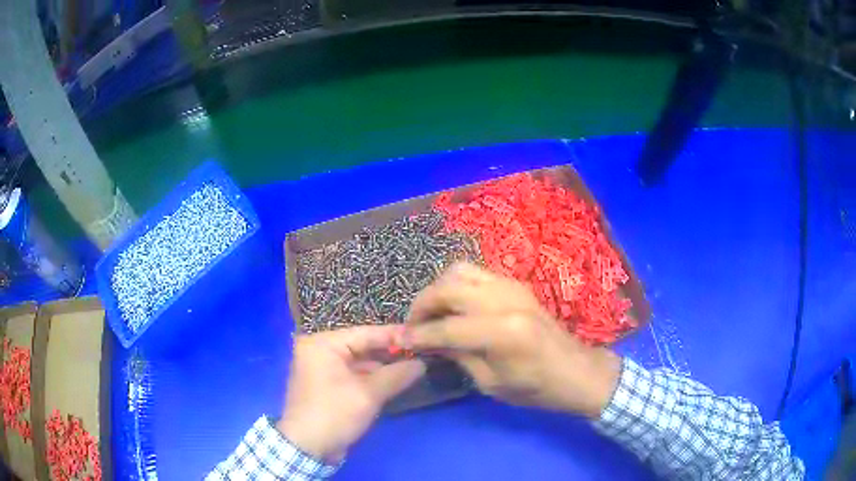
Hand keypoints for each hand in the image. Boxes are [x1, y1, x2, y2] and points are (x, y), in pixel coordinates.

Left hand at [277, 325, 424, 462]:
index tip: (421, 334)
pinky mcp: (327, 386)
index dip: (394, 335)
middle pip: (362, 347)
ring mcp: (322, 370)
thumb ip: (397, 375)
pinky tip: (395, 381)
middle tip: (421, 351)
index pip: (364, 334)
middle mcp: (319, 351)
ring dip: (383, 368)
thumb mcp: (368, 394)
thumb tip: (422, 363)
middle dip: (390, 353)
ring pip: (359, 363)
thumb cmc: (334, 414)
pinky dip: (372, 379)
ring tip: (414, 365)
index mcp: (322, 344)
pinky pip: (354, 376)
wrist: (307, 448)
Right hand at [402, 262, 620, 417]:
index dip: (419, 334)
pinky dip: (457, 285)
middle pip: (448, 288)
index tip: (400, 339)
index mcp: (502, 333)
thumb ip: (458, 356)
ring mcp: (512, 286)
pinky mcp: (516, 284)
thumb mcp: (491, 383)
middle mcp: (505, 300)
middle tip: (413, 324)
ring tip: (432, 311)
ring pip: (460, 271)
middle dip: (422, 304)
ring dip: (439, 288)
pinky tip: (455, 305)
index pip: (446, 328)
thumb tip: (429, 341)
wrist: (575, 370)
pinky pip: (477, 274)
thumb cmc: (535, 388)